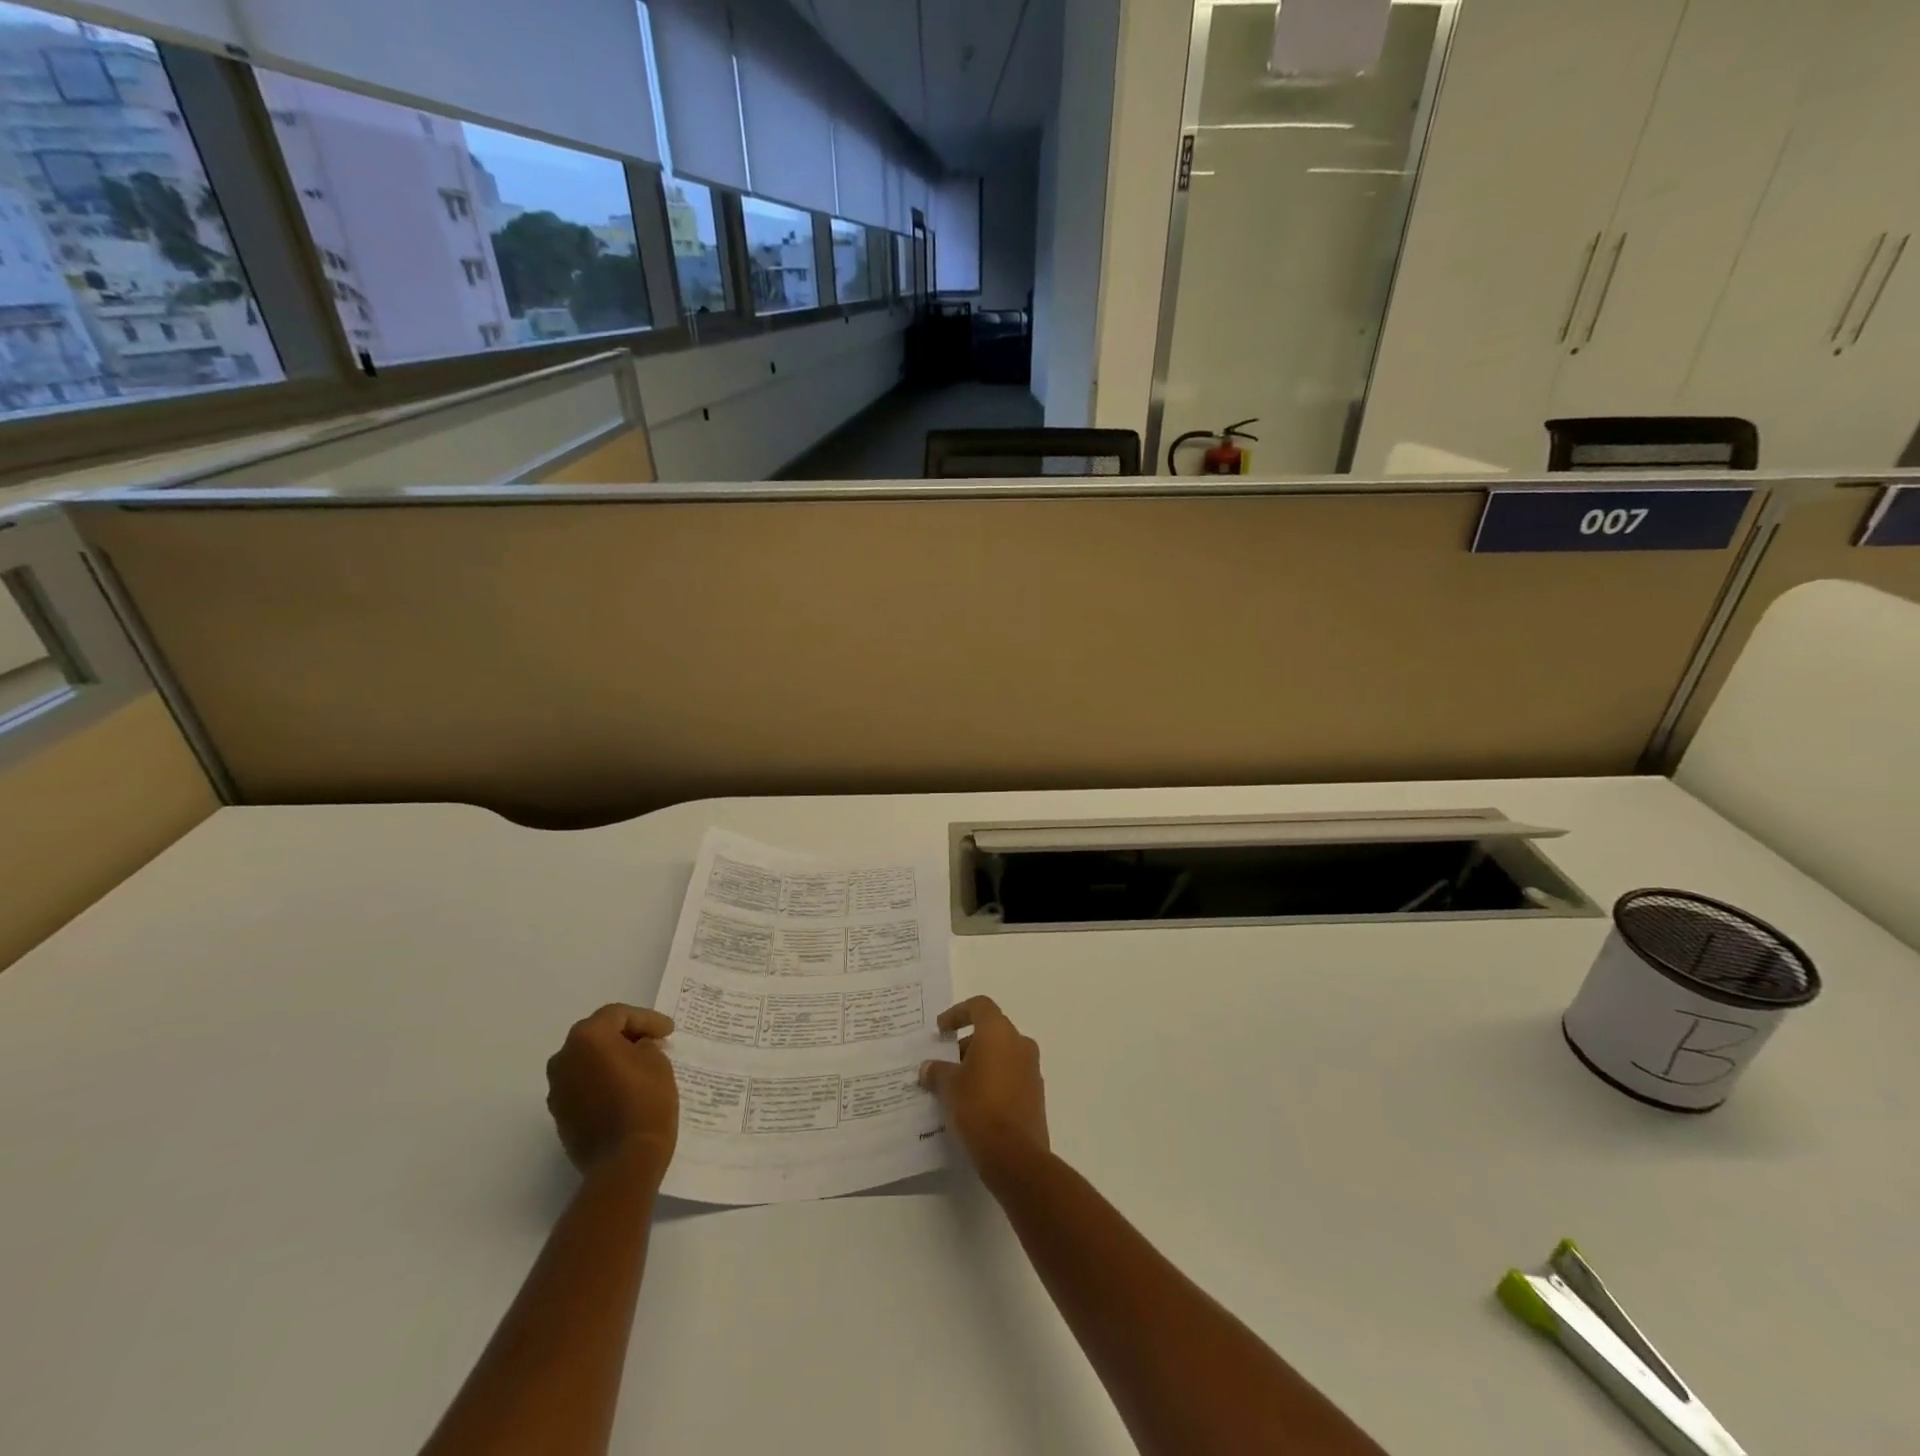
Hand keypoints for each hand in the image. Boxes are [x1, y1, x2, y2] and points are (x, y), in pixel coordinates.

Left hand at [546, 1004, 678, 1184]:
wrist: (624, 1162)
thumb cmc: (645, 1102)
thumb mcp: (657, 1062)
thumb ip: (644, 1045)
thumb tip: (635, 1048)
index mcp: (587, 1039)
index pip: (617, 1015)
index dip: (647, 1019)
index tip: (668, 1031)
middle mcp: (564, 1059)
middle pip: (596, 1034)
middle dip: (625, 1035)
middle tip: (653, 1041)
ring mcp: (557, 1089)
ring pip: (586, 1060)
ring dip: (610, 1058)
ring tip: (639, 1065)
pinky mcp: (559, 1115)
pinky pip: (582, 1085)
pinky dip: (601, 1080)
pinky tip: (623, 1088)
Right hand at [920, 996, 1049, 1183]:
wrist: (1015, 1156)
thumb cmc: (978, 1107)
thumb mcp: (949, 1087)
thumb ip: (937, 1071)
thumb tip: (929, 1068)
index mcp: (999, 1032)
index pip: (979, 1006)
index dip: (957, 1013)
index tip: (941, 1031)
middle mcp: (1020, 1043)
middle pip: (991, 1030)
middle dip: (966, 1044)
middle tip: (945, 1064)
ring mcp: (1031, 1069)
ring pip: (1002, 1054)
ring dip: (980, 1063)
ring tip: (957, 1086)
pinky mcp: (1036, 1094)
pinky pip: (1011, 1075)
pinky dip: (993, 1080)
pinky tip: (975, 1103)